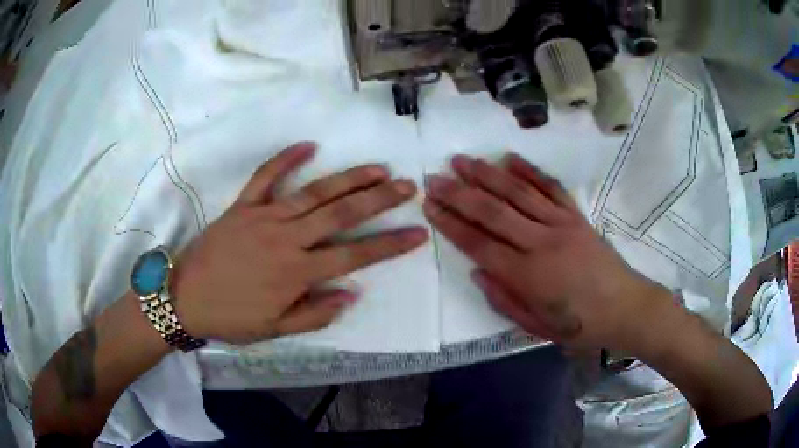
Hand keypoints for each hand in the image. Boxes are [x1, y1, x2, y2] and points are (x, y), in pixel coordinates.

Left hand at [172, 142, 427, 344]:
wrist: (184, 298)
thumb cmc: (232, 317)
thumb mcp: (276, 329)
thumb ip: (317, 313)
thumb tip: (352, 293)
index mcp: (297, 272)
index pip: (355, 255)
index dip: (390, 244)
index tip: (417, 233)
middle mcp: (287, 238)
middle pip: (341, 214)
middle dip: (379, 200)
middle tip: (407, 186)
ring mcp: (264, 217)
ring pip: (314, 192)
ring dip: (349, 178)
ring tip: (378, 168)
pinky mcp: (242, 205)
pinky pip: (266, 176)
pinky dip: (286, 159)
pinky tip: (309, 145)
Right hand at [424, 153, 670, 350]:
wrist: (625, 307)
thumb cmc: (580, 325)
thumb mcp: (537, 327)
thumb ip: (504, 300)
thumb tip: (478, 271)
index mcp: (528, 276)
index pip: (480, 244)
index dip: (451, 224)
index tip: (430, 206)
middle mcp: (542, 243)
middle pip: (493, 212)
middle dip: (459, 194)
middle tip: (434, 178)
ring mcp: (562, 224)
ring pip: (518, 193)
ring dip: (487, 174)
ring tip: (463, 160)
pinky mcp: (577, 216)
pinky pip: (551, 187)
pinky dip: (530, 171)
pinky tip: (509, 158)